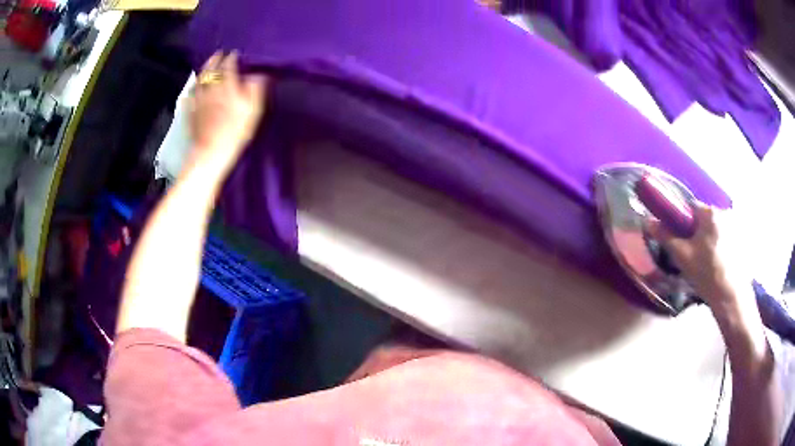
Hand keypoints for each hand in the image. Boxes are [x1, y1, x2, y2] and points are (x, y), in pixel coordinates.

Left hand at [188, 51, 268, 174]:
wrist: (211, 151)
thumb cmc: (235, 131)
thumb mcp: (252, 110)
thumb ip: (255, 89)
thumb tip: (258, 74)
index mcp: (227, 86)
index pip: (229, 66)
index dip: (232, 58)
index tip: (235, 53)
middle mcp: (211, 89)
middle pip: (211, 70)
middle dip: (215, 60)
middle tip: (219, 54)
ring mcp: (198, 100)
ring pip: (199, 80)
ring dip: (203, 71)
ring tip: (206, 67)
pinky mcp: (191, 112)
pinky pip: (189, 97)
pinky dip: (191, 91)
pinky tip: (191, 91)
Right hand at [647, 203, 751, 315]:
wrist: (729, 296)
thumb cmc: (706, 273)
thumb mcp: (683, 257)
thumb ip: (666, 237)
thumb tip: (649, 221)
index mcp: (710, 212)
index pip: (690, 207)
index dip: (681, 220)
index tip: (678, 238)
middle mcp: (724, 212)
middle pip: (703, 218)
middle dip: (695, 231)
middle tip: (691, 253)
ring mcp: (734, 225)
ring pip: (713, 228)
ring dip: (707, 239)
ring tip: (704, 261)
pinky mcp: (740, 239)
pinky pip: (723, 236)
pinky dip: (717, 245)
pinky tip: (715, 263)